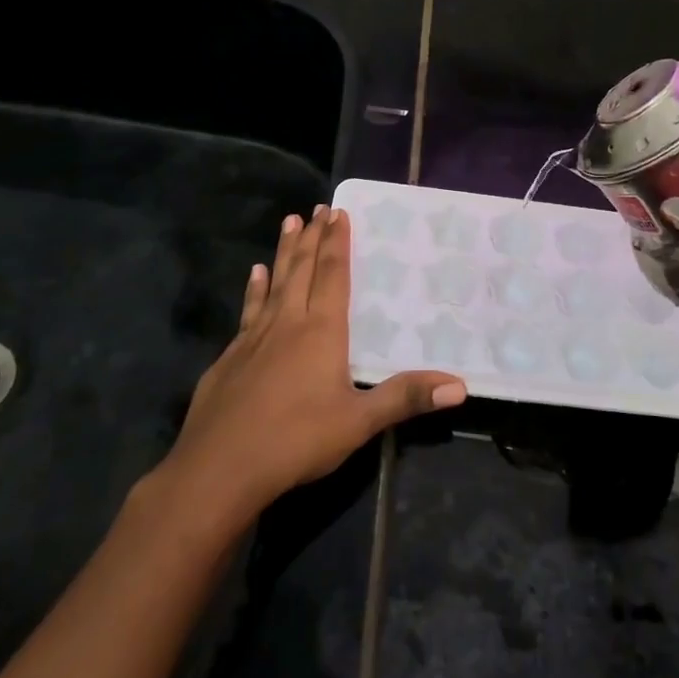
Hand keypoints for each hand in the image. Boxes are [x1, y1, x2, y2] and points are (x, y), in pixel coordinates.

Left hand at [162, 207, 466, 518]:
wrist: (219, 469)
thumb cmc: (296, 441)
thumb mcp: (358, 422)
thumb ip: (405, 398)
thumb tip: (459, 386)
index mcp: (321, 331)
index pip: (332, 276)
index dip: (337, 244)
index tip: (339, 212)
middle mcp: (288, 323)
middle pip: (302, 270)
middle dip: (312, 237)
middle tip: (317, 208)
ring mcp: (254, 338)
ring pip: (274, 283)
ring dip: (284, 252)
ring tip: (289, 222)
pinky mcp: (230, 357)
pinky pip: (249, 310)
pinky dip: (254, 289)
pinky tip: (254, 275)